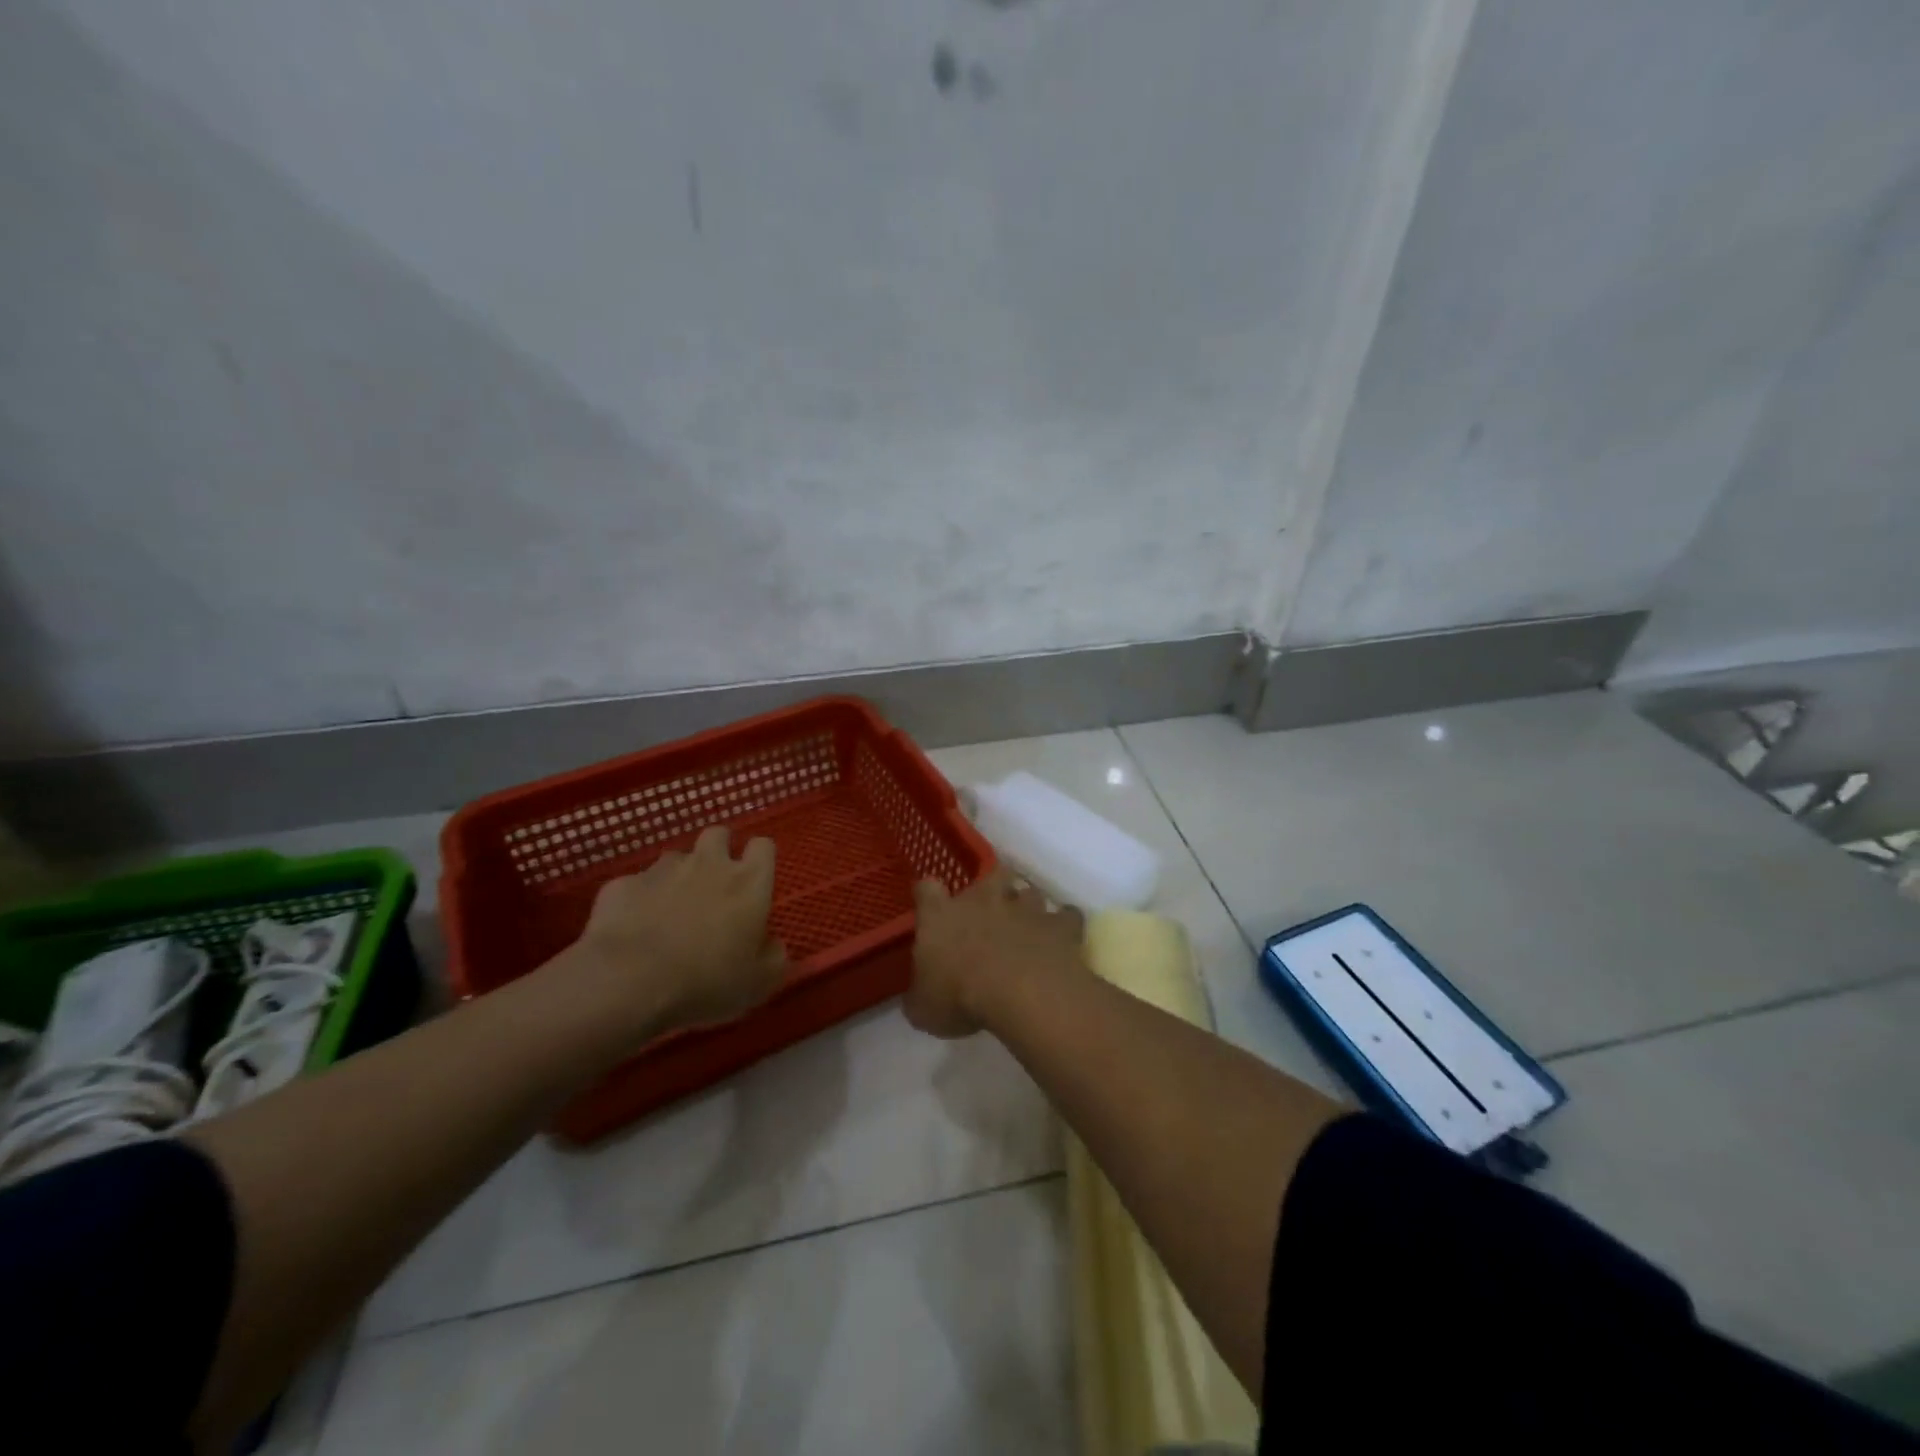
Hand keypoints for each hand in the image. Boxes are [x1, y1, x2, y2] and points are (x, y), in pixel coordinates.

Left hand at [566, 826, 786, 1036]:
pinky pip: (636, 885)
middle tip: (714, 884)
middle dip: (718, 850)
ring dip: (678, 876)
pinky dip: (639, 900)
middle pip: (718, 834)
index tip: (755, 880)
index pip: (763, 846)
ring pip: (675, 858)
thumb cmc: (707, 981)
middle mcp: (708, 864)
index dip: (760, 859)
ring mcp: (662, 870)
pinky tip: (633, 928)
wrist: (629, 981)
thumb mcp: (759, 982)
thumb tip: (773, 945)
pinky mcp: (623, 884)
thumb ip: (773, 957)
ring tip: (671, 909)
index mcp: (748, 883)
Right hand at [905, 868, 1083, 1038]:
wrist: (1020, 993)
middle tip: (991, 909)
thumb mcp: (924, 1010)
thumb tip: (917, 1000)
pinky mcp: (1058, 925)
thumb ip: (920, 997)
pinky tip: (1064, 937)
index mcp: (941, 916)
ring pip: (1029, 892)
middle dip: (992, 888)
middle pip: (990, 875)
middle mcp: (983, 901)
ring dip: (1029, 905)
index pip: (927, 889)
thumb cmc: (961, 998)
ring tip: (1029, 924)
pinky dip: (1065, 923)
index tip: (930, 901)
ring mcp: (1025, 909)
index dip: (928, 894)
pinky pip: (1066, 916)